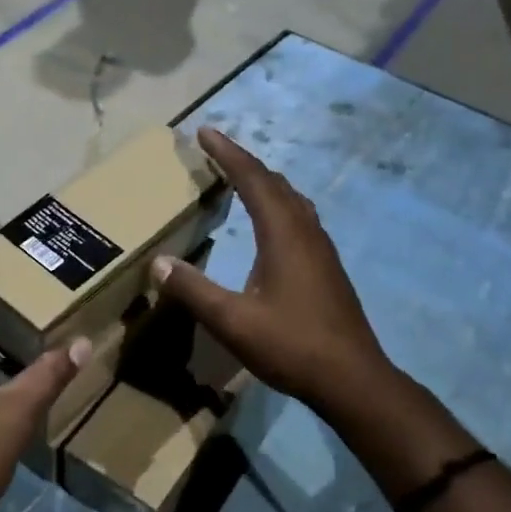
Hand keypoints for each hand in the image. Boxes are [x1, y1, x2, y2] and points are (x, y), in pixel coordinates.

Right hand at [152, 128, 391, 416]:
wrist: (352, 379)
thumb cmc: (291, 346)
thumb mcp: (232, 321)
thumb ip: (193, 290)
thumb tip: (158, 263)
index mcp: (283, 234)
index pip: (253, 180)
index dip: (228, 153)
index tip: (205, 132)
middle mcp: (306, 232)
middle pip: (275, 183)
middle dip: (245, 162)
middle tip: (217, 151)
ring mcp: (322, 250)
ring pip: (292, 200)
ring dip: (265, 183)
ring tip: (241, 179)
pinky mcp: (327, 268)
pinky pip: (300, 219)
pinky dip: (278, 205)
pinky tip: (272, 225)